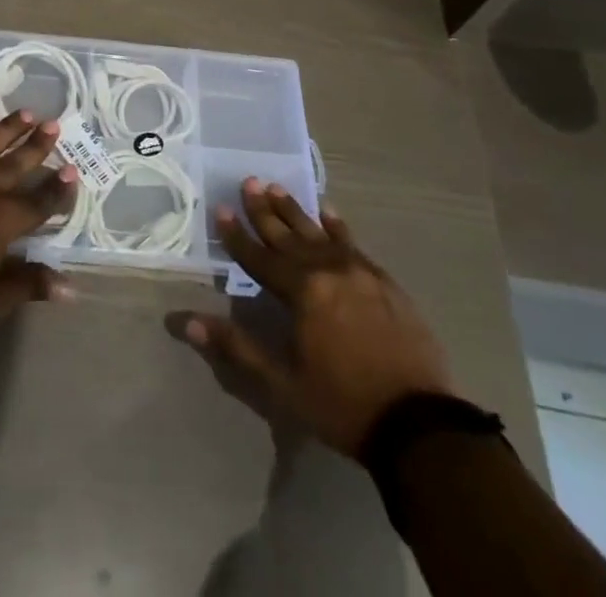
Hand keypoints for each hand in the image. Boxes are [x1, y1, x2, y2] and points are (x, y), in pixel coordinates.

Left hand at [0, 112, 77, 343]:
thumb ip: (28, 285)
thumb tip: (70, 287)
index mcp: (4, 218)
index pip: (41, 201)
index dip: (59, 188)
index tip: (73, 171)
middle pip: (19, 161)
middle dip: (39, 145)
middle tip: (56, 126)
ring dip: (11, 128)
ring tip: (28, 114)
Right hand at [171, 178, 453, 454]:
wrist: (419, 424)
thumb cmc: (342, 404)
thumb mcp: (282, 384)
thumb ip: (236, 347)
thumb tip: (186, 321)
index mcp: (301, 292)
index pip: (259, 256)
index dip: (237, 235)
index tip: (220, 208)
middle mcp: (327, 270)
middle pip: (288, 235)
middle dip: (264, 210)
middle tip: (248, 181)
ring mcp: (359, 272)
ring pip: (319, 232)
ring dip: (296, 211)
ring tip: (277, 187)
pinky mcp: (384, 281)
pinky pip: (353, 243)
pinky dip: (337, 225)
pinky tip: (328, 211)